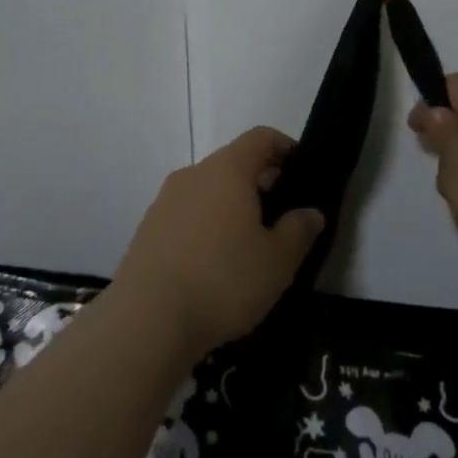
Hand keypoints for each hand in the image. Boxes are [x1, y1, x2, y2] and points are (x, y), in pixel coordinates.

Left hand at [112, 126, 325, 358]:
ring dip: (231, 207)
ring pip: (208, 191)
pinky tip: (214, 266)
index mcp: (227, 170)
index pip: (260, 138)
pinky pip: (187, 215)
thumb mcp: (277, 261)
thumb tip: (310, 212)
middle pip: (233, 163)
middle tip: (282, 217)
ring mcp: (165, 201)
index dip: (285, 146)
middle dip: (260, 183)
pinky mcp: (148, 230)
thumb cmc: (222, 281)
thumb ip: (298, 230)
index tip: (302, 169)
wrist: (147, 320)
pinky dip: (206, 227)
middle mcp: (193, 174)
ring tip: (249, 246)